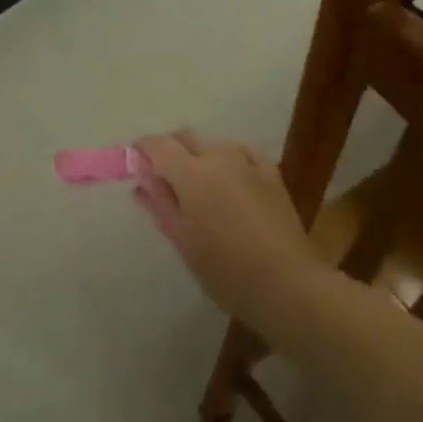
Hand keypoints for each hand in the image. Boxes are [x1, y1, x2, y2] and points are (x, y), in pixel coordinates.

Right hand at [135, 130, 323, 330]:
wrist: (287, 284)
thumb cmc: (226, 270)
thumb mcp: (183, 240)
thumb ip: (160, 202)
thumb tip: (142, 178)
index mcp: (192, 173)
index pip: (158, 144)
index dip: (142, 150)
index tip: (135, 165)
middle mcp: (219, 156)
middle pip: (186, 137)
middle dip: (169, 151)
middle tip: (163, 180)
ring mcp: (249, 162)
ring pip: (214, 145)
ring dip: (199, 157)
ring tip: (199, 189)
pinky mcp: (271, 173)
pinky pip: (241, 154)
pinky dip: (228, 161)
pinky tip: (230, 183)